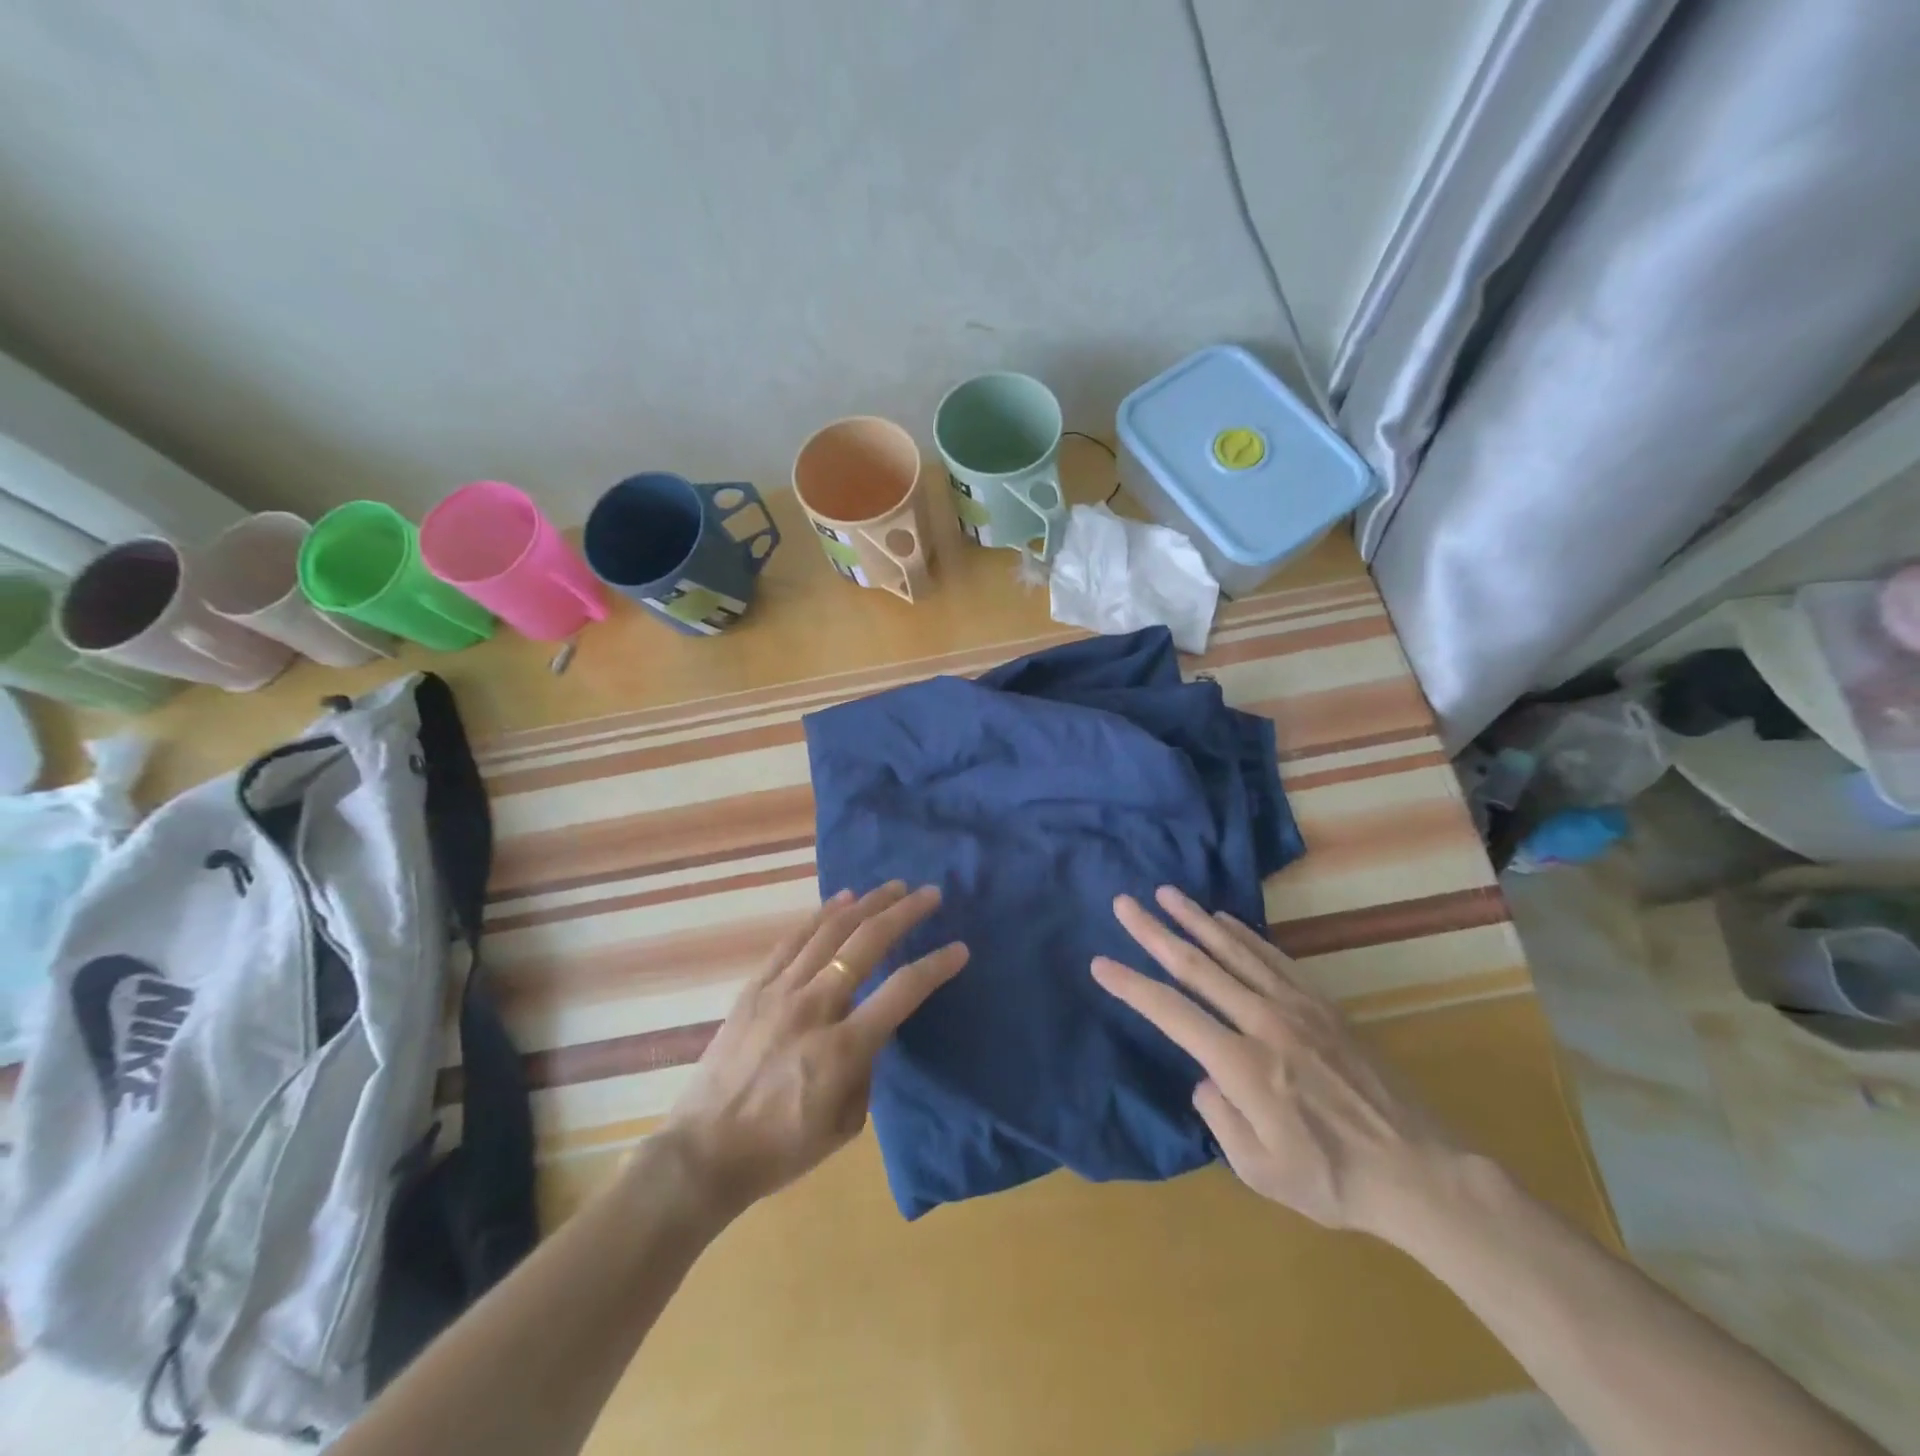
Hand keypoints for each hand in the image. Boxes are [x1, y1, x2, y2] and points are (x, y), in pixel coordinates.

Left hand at [662, 881, 966, 1217]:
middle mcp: (814, 1008)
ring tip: (893, 886)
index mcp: (842, 1049)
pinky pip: (793, 940)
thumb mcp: (845, 1124)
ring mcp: (780, 992)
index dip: (935, 966)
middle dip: (904, 913)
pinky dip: (821, 915)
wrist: (704, 1152)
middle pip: (866, 944)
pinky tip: (841, 900)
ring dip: (867, 904)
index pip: (901, 992)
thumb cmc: (781, 1148)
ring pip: (830, 932)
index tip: (959, 948)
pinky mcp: (755, 987)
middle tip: (929, 894)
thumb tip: (872, 1030)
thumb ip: (867, 1069)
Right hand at [1091, 886, 1457, 1240]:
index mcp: (1242, 1064)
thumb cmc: (1332, 1179)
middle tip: (1124, 903)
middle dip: (1154, 932)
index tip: (1101, 963)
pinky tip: (1224, 918)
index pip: (1172, 1012)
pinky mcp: (1321, 1004)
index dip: (1132, 986)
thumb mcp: (1260, 1171)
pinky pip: (1273, 957)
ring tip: (1166, 893)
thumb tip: (1204, 1076)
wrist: (1419, 1172)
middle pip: (1197, 966)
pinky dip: (1243, 934)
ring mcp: (1296, 1007)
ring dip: (1195, 919)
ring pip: (1234, 951)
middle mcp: (1263, 1022)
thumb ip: (1219, 1118)